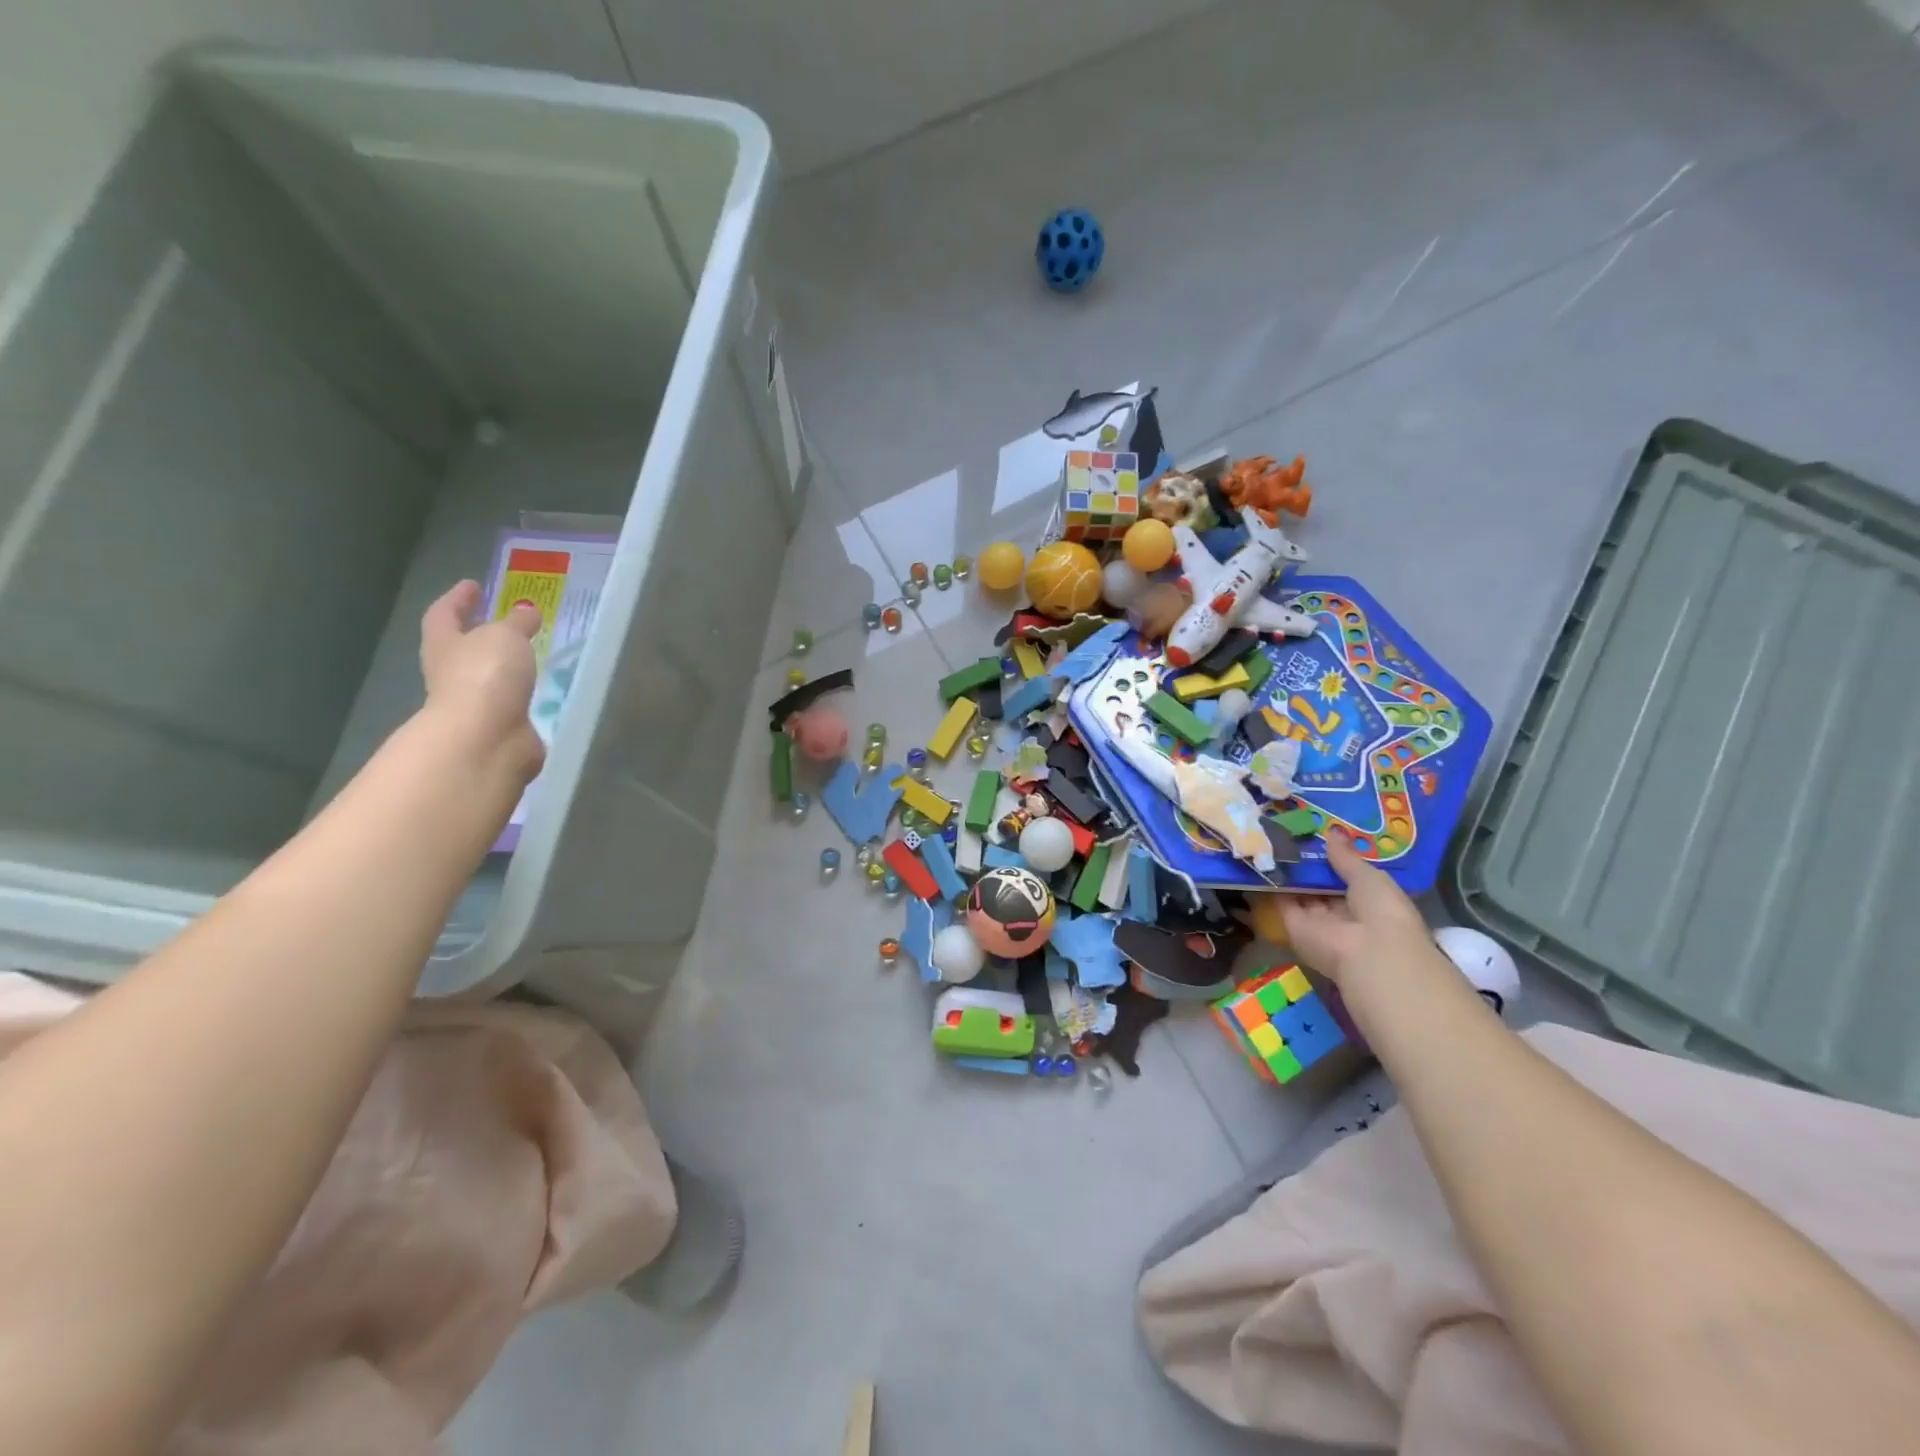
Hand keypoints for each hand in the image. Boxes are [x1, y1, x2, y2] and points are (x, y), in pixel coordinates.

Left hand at [418, 580, 544, 783]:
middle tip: (504, 621)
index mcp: (444, 643)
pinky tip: (539, 688)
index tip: (473, 585)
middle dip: (480, 634)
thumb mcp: (505, 636)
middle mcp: (450, 672)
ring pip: (486, 676)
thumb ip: (517, 622)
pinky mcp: (497, 726)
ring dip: (502, 666)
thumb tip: (526, 611)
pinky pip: (509, 702)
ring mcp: (473, 703)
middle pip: (460, 647)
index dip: (457, 598)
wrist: (487, 739)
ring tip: (528, 655)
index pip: (444, 613)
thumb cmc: (485, 676)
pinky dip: (520, 693)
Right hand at [1278, 830, 1434, 986]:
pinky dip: (1272, 882)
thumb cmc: (1382, 910)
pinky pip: (1281, 900)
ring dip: (1288, 870)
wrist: (1366, 951)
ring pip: (1299, 891)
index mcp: (1368, 901)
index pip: (1346, 876)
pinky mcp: (1293, 925)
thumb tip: (1332, 832)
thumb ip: (1347, 857)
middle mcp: (1341, 911)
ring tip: (1271, 836)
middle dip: (1308, 862)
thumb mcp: (1369, 877)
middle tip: (1288, 829)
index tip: (1316, 832)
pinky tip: (1262, 856)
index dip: (1333, 857)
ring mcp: (1316, 920)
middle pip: (1320, 884)